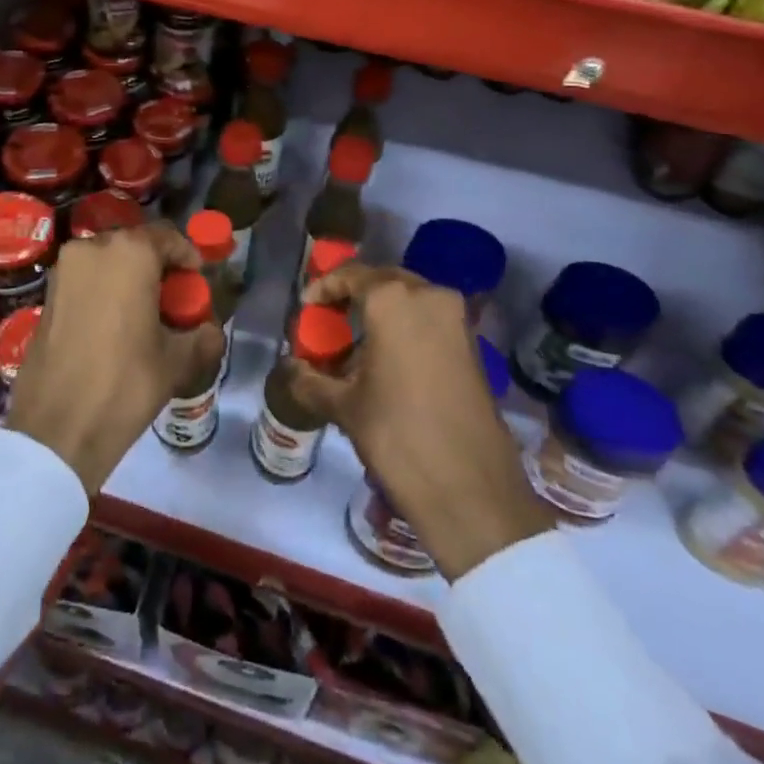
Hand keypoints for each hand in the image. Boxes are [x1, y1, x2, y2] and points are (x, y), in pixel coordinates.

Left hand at [7, 223, 224, 493]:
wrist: (57, 428)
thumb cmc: (125, 384)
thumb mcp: (176, 361)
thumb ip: (202, 336)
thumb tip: (211, 329)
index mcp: (130, 253)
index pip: (168, 237)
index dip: (187, 257)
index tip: (196, 281)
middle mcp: (93, 248)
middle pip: (135, 245)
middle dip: (156, 266)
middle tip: (172, 299)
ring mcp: (64, 269)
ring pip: (108, 261)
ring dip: (128, 277)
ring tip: (143, 314)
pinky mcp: (47, 293)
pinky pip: (85, 278)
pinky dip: (103, 291)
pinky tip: (114, 325)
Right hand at [292, 264, 552, 578]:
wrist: (471, 489)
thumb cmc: (398, 435)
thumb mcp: (345, 407)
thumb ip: (310, 381)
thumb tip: (291, 370)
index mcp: (393, 299)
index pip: (350, 275)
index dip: (324, 288)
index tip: (306, 307)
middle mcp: (429, 296)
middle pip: (383, 282)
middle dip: (355, 297)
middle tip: (330, 321)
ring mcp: (456, 319)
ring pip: (410, 300)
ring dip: (382, 313)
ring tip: (356, 345)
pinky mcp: (473, 345)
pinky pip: (430, 321)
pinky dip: (406, 329)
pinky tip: (387, 360)